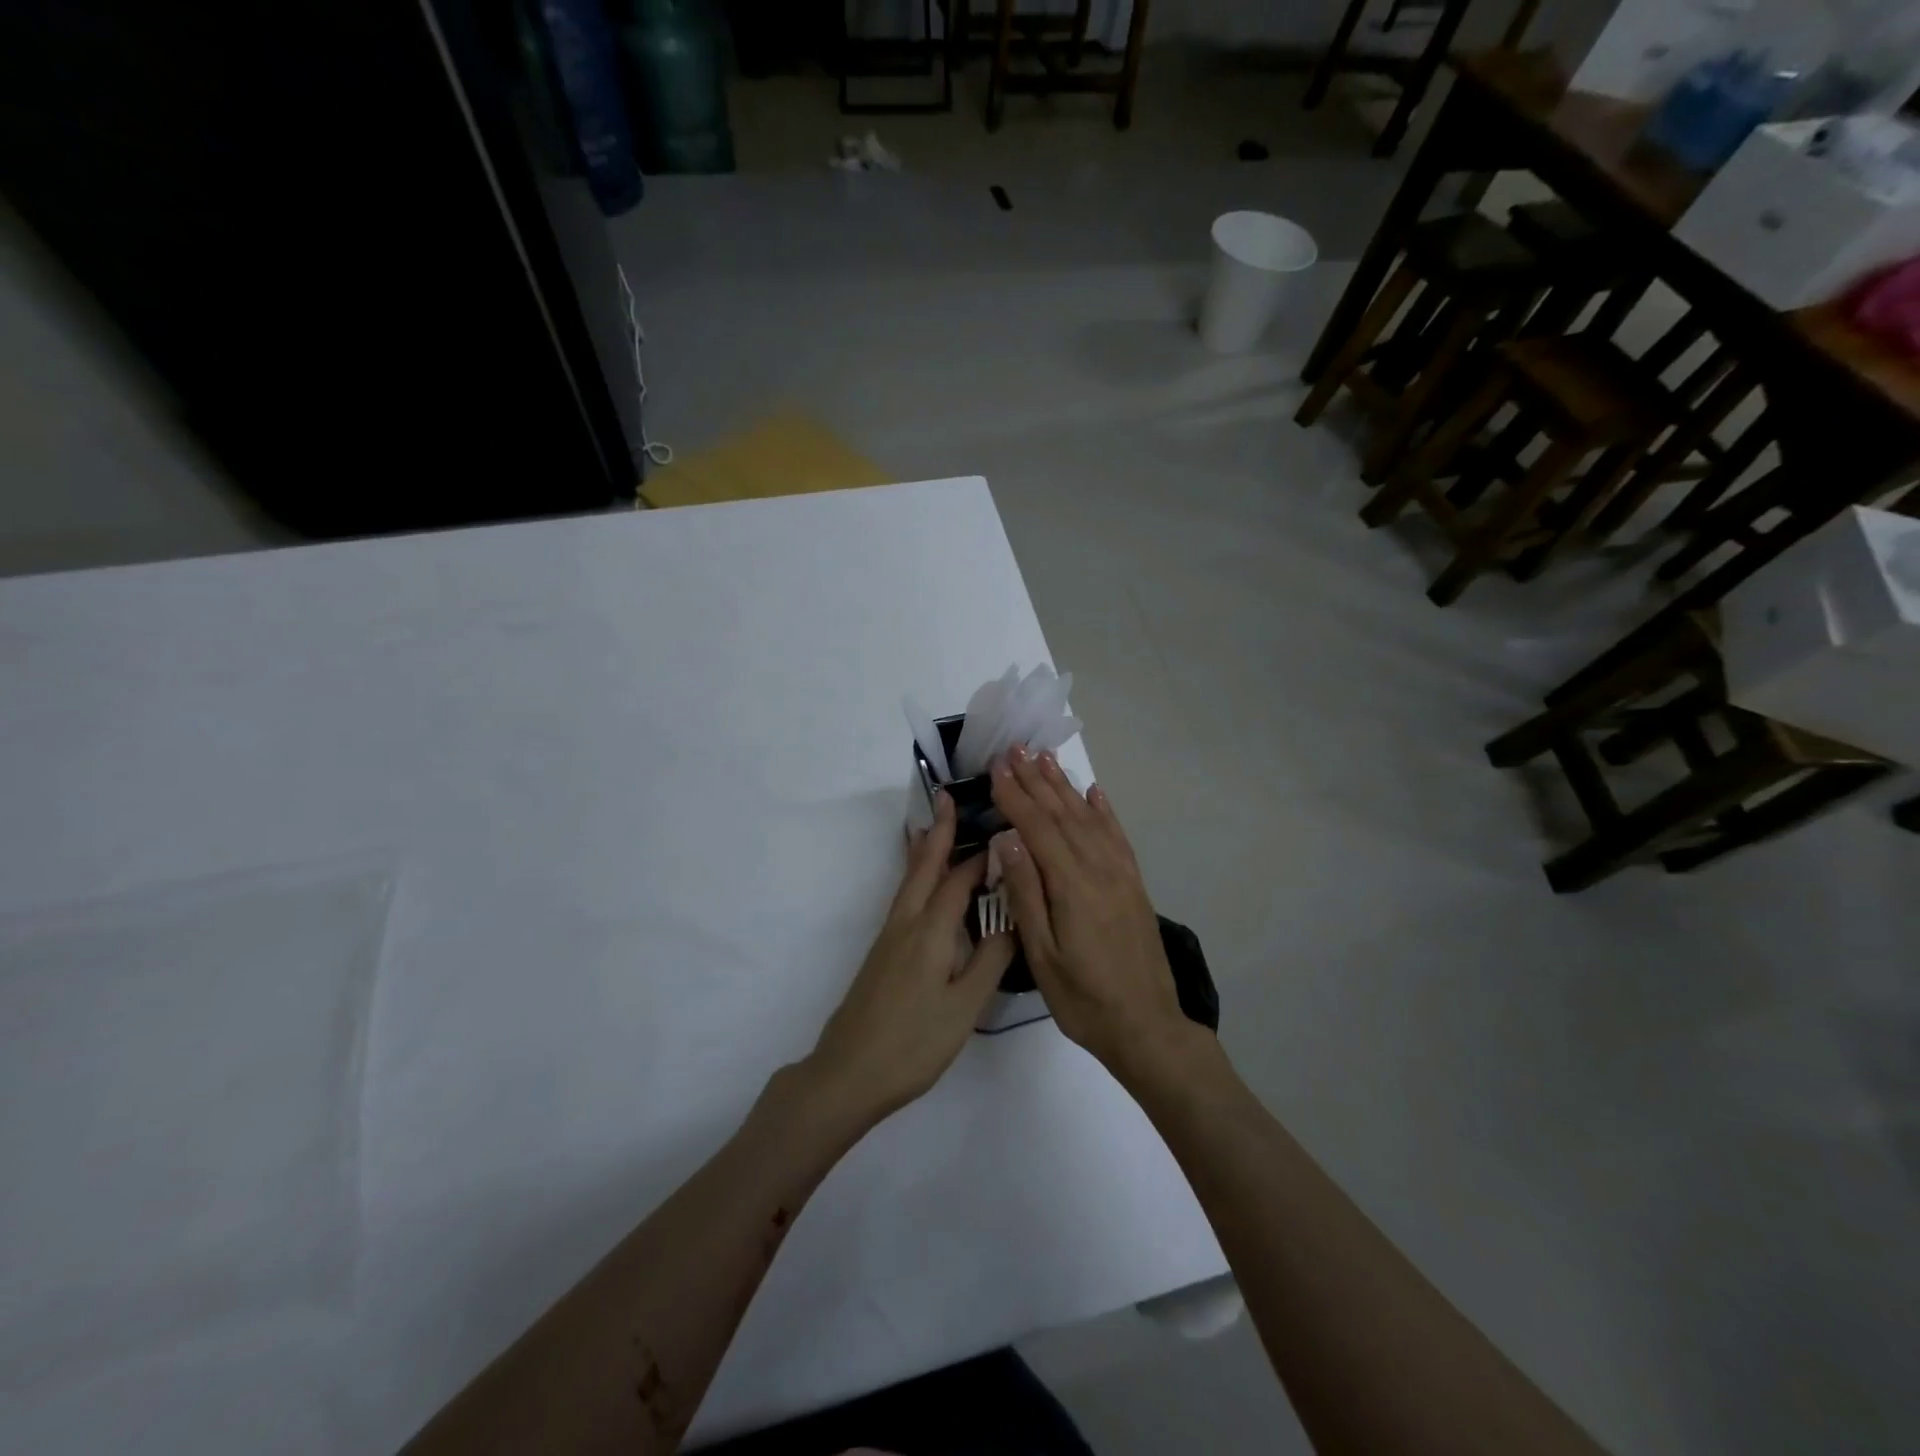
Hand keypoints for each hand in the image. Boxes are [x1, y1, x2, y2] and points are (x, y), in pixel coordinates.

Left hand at [804, 791, 1013, 1129]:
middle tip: (950, 798)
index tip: (1000, 829)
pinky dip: (916, 876)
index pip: (958, 880)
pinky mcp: (882, 952)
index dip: (979, 855)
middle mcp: (905, 923)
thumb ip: (990, 960)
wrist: (849, 1071)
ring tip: (934, 827)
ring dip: (924, 850)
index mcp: (929, 931)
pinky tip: (922, 884)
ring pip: (909, 881)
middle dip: (939, 832)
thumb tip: (1014, 920)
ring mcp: (889, 937)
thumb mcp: (964, 1006)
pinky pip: (904, 898)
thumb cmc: (913, 1041)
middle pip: (923, 867)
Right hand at [990, 745, 1195, 1081]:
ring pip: (1088, 817)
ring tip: (1045, 758)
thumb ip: (1026, 893)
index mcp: (1072, 884)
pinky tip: (1093, 792)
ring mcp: (1121, 873)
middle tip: (1015, 748)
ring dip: (1064, 786)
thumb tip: (1007, 838)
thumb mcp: (1042, 954)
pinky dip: (1102, 809)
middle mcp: (1099, 867)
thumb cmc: (1083, 998)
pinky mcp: (1134, 883)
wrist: (1146, 1026)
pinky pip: (1116, 835)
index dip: (1014, 795)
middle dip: (1036, 779)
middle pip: (1062, 813)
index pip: (1036, 827)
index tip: (995, 767)